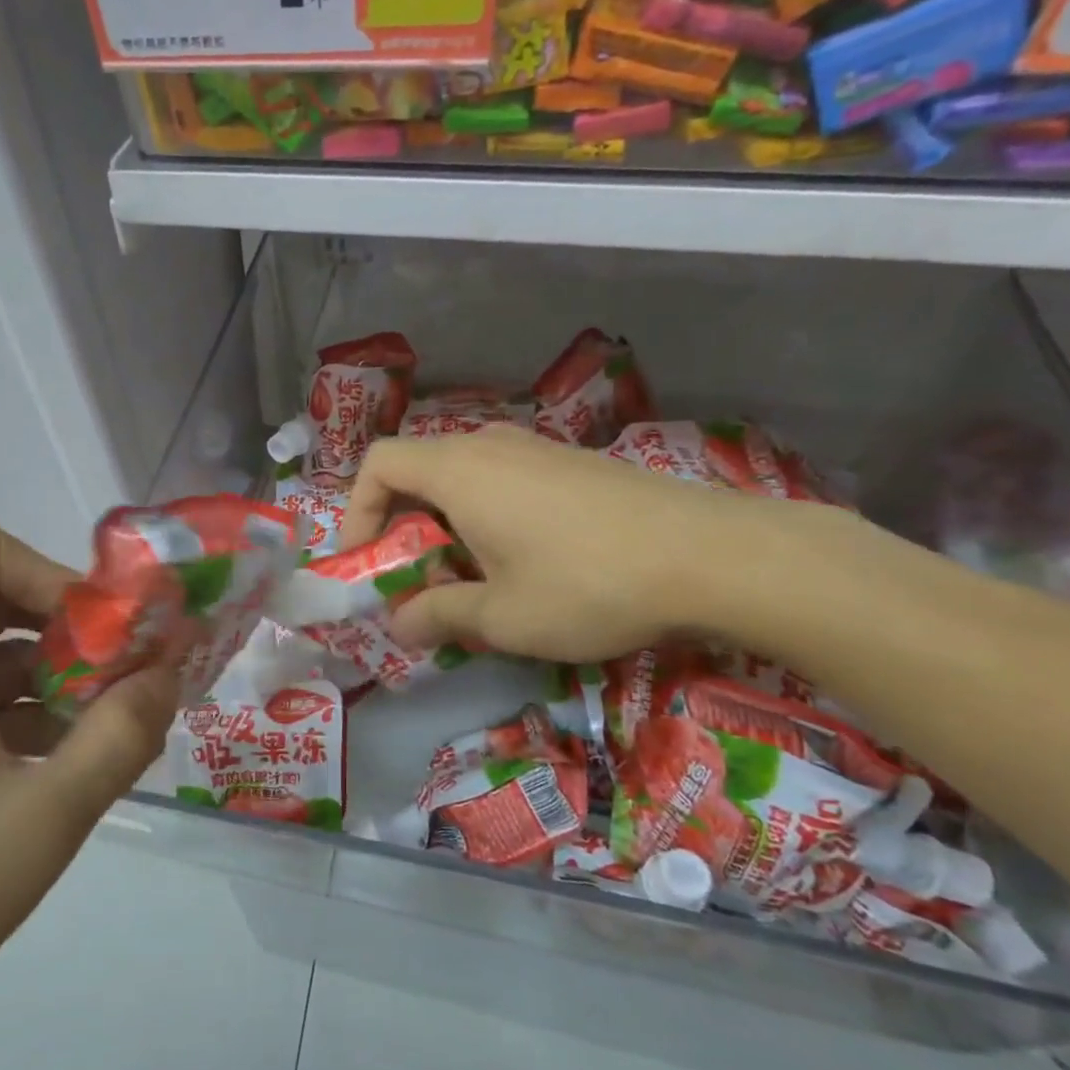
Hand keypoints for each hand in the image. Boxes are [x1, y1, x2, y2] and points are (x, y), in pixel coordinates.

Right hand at [343, 426, 774, 663]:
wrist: (711, 555)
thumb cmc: (587, 584)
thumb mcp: (502, 617)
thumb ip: (439, 616)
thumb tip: (400, 623)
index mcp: (458, 471)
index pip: (378, 464)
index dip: (357, 511)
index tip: (367, 562)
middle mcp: (490, 445)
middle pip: (419, 470)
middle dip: (403, 526)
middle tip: (418, 581)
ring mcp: (537, 449)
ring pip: (464, 477)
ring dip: (448, 524)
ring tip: (472, 578)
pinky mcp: (572, 464)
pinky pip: (505, 480)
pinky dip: (488, 516)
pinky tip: (527, 562)